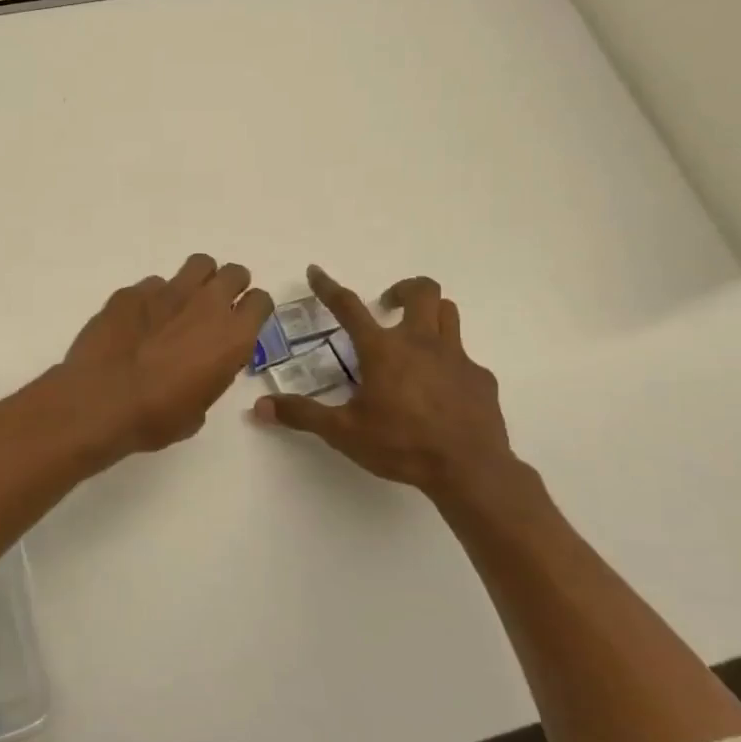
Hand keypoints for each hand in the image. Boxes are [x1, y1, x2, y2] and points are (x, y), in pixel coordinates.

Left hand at [64, 254, 272, 453]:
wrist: (99, 402)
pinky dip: (153, 298)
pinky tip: (138, 321)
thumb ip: (210, 376)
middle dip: (229, 286)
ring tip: (181, 305)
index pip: (261, 300)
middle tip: (214, 309)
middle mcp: (206, 304)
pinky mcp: (132, 291)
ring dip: (197, 281)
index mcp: (232, 336)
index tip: (241, 322)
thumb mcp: (199, 409)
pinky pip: (153, 284)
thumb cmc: (156, 417)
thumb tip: (200, 367)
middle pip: (233, 273)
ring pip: (198, 265)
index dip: (252, 310)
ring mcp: (167, 292)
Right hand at [253, 266, 518, 508]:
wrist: (469, 469)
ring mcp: (456, 357)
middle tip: (387, 307)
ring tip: (413, 337)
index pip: (348, 306)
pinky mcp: (480, 378)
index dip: (328, 287)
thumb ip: (302, 414)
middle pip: (421, 291)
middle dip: (401, 289)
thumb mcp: (343, 432)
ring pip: (448, 313)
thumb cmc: (401, 445)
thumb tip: (260, 407)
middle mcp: (421, 342)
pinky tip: (440, 389)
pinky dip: (448, 362)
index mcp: (383, 349)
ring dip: (429, 314)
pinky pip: (464, 357)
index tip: (316, 271)